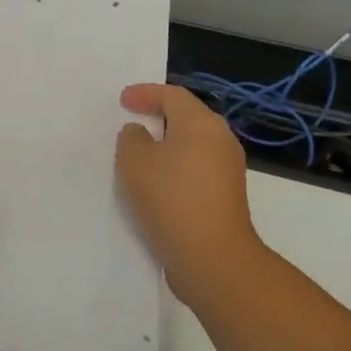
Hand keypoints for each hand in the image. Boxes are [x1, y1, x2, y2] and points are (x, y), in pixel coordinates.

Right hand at [115, 84, 264, 305]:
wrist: (212, 257)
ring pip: (193, 145)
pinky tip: (157, 185)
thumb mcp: (135, 163)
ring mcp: (228, 169)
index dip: (146, 93)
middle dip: (158, 117)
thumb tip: (140, 133)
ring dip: (167, 146)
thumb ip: (132, 139)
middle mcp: (221, 140)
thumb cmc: (171, 199)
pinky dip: (176, 168)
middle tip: (132, 122)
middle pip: (187, 118)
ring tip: (140, 156)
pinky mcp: (226, 196)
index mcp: (201, 123)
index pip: (172, 95)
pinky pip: (196, 169)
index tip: (123, 100)